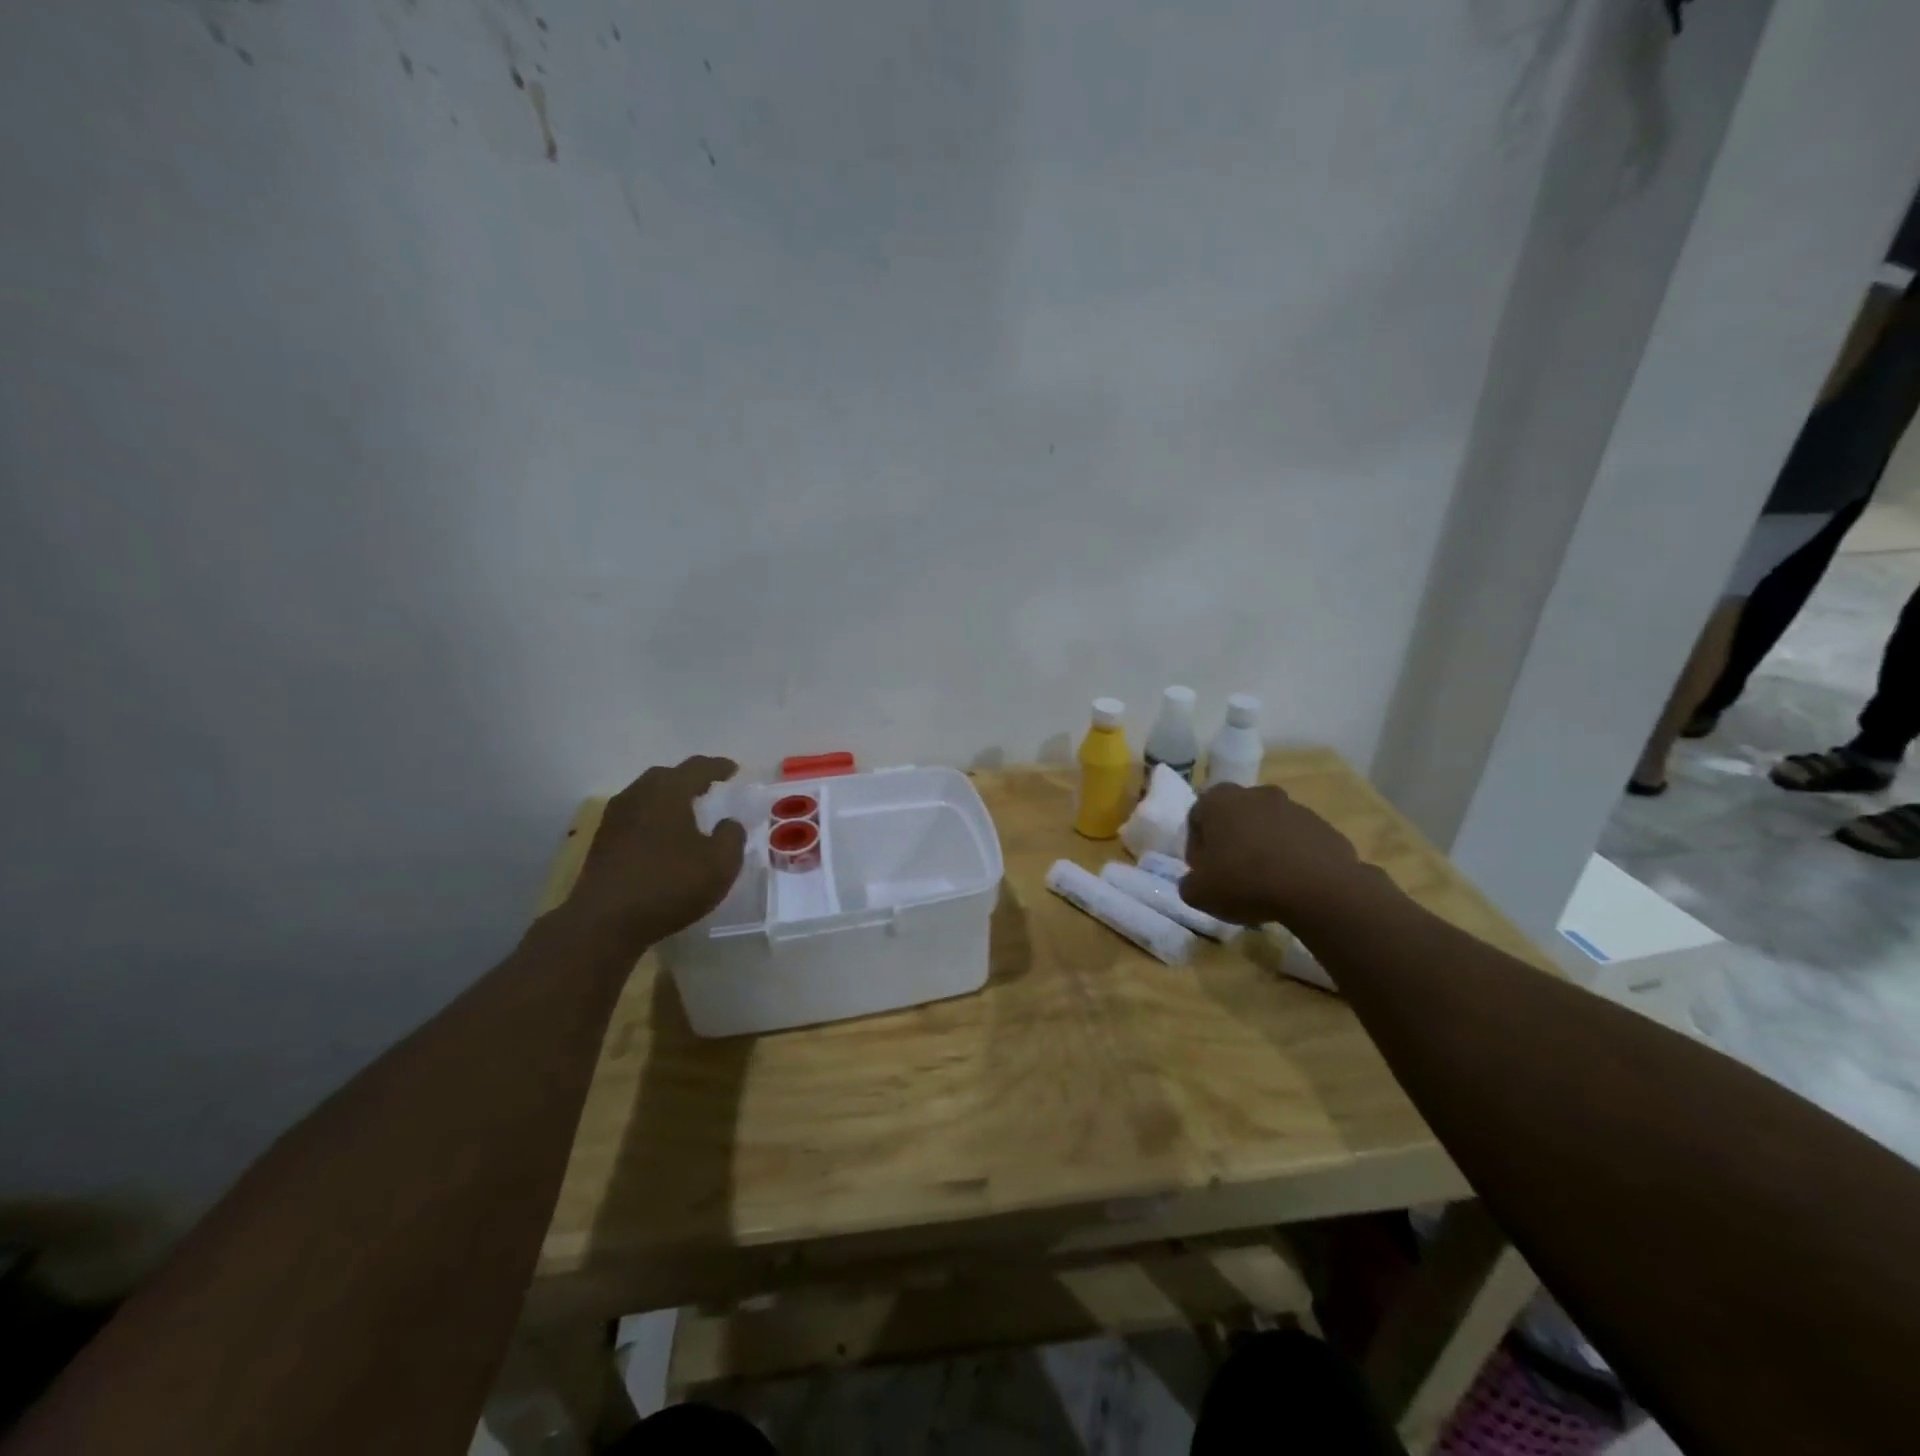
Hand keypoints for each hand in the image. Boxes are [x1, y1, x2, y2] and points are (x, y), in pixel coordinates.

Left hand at [564, 757, 746, 947]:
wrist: (604, 922)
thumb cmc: (669, 885)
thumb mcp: (720, 864)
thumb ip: (732, 837)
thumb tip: (728, 823)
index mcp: (668, 791)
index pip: (698, 768)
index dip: (719, 767)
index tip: (734, 770)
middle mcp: (638, 795)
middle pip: (667, 776)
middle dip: (690, 779)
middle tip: (710, 788)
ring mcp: (615, 818)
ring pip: (647, 796)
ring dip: (669, 800)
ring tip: (688, 813)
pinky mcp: (603, 842)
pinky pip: (636, 818)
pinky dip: (654, 819)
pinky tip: (663, 838)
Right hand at [1179, 783, 1368, 926]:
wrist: (1318, 889)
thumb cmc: (1246, 882)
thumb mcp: (1199, 893)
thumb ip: (1189, 884)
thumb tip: (1196, 881)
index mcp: (1218, 801)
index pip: (1197, 817)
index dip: (1197, 847)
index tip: (1203, 872)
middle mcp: (1255, 794)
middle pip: (1235, 816)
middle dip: (1231, 841)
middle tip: (1232, 874)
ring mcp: (1293, 807)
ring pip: (1268, 826)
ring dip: (1263, 847)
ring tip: (1265, 883)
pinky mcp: (1323, 826)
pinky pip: (1298, 841)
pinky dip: (1292, 856)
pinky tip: (1292, 884)